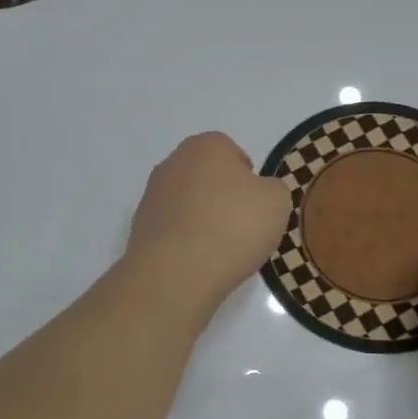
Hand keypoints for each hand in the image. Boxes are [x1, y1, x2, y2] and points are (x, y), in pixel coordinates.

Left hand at [126, 133, 292, 308]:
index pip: (230, 151)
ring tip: (221, 249)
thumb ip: (273, 189)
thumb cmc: (233, 226)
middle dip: (223, 196)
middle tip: (242, 225)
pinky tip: (199, 261)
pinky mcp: (140, 228)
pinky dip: (186, 240)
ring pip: (187, 203)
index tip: (257, 203)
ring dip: (202, 218)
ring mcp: (152, 196)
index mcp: (205, 146)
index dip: (247, 176)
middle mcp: (173, 163)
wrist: (177, 272)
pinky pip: (173, 229)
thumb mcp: (277, 202)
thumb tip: (261, 192)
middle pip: (206, 176)